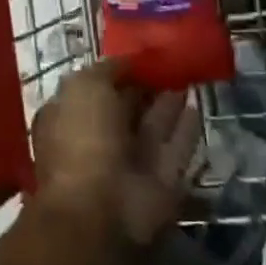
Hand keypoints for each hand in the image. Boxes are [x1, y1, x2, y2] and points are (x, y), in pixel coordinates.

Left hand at [31, 63, 199, 246]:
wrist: (102, 210)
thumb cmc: (83, 138)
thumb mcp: (84, 87)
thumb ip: (107, 70)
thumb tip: (128, 61)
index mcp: (68, 117)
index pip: (93, 88)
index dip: (115, 72)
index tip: (140, 54)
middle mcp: (98, 140)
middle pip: (125, 108)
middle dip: (144, 87)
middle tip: (169, 62)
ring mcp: (129, 164)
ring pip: (152, 127)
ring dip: (168, 104)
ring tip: (187, 76)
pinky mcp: (160, 183)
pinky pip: (175, 148)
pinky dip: (186, 128)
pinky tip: (197, 104)